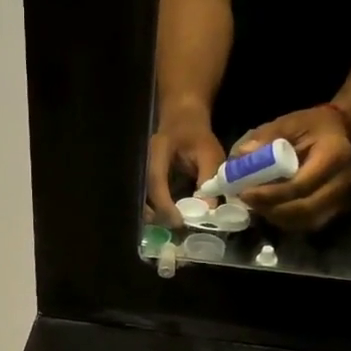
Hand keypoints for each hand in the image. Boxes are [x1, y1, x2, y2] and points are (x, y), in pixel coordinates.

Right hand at [146, 110, 226, 224]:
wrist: (182, 121)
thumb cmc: (197, 136)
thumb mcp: (209, 153)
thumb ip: (209, 179)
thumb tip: (209, 210)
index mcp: (157, 152)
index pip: (155, 181)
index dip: (164, 204)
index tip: (179, 221)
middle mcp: (143, 163)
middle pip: (142, 195)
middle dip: (157, 215)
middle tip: (177, 229)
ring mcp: (141, 172)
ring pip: (142, 200)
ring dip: (156, 216)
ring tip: (176, 226)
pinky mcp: (145, 180)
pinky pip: (147, 199)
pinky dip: (157, 211)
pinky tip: (172, 218)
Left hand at [234, 107, 350, 231]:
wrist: (336, 131)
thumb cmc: (309, 126)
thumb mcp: (286, 123)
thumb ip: (265, 137)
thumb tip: (241, 155)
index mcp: (334, 155)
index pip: (301, 184)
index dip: (271, 194)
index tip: (245, 193)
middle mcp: (343, 180)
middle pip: (305, 208)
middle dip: (271, 209)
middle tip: (246, 202)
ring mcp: (342, 198)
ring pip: (306, 221)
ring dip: (276, 217)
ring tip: (255, 205)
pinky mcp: (336, 209)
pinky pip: (308, 223)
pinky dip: (286, 221)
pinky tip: (269, 210)